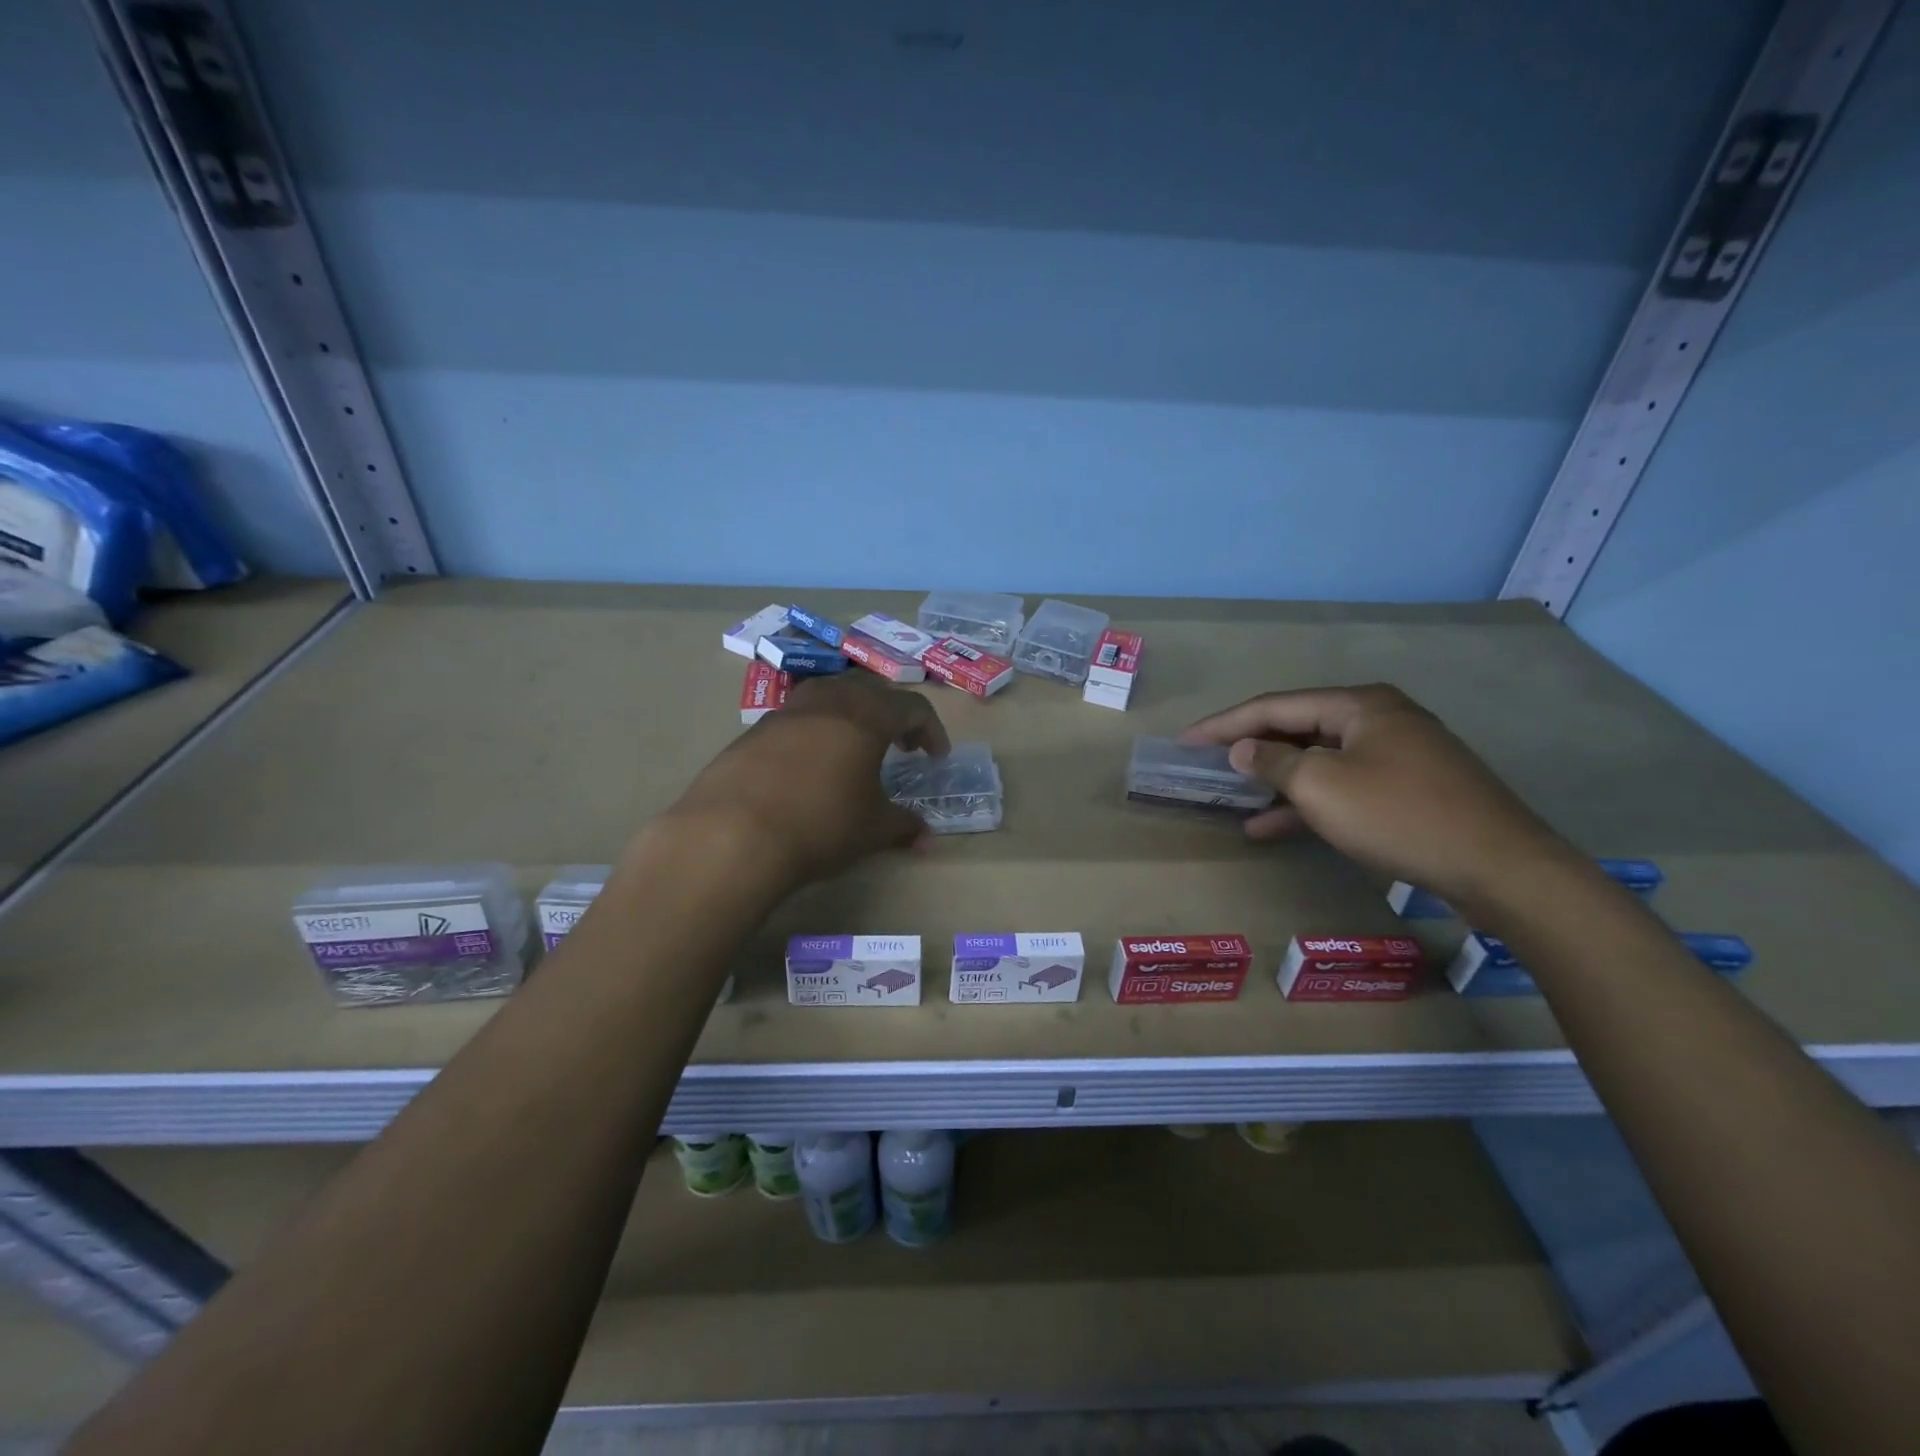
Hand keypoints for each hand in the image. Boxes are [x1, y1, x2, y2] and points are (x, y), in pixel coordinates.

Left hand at [661, 673, 950, 887]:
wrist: (733, 834)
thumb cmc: (821, 824)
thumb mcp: (872, 830)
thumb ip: (904, 826)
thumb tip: (927, 837)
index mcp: (867, 715)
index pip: (912, 707)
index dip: (931, 730)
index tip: (936, 758)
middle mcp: (828, 701)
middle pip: (871, 690)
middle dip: (893, 715)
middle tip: (901, 747)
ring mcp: (786, 711)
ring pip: (829, 695)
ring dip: (852, 715)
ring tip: (855, 748)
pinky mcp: (753, 731)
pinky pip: (797, 718)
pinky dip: (816, 731)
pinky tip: (810, 767)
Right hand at [1182, 684, 1572, 908]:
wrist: (1501, 868)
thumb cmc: (1399, 815)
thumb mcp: (1323, 786)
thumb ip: (1274, 762)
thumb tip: (1243, 749)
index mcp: (1358, 705)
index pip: (1274, 706)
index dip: (1225, 723)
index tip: (1185, 740)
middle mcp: (1377, 720)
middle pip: (1297, 729)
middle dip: (1250, 749)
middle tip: (1206, 765)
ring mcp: (1396, 756)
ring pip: (1318, 762)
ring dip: (1274, 781)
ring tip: (1229, 798)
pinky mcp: (1406, 791)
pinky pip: (1342, 788)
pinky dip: (1306, 804)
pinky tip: (1270, 826)